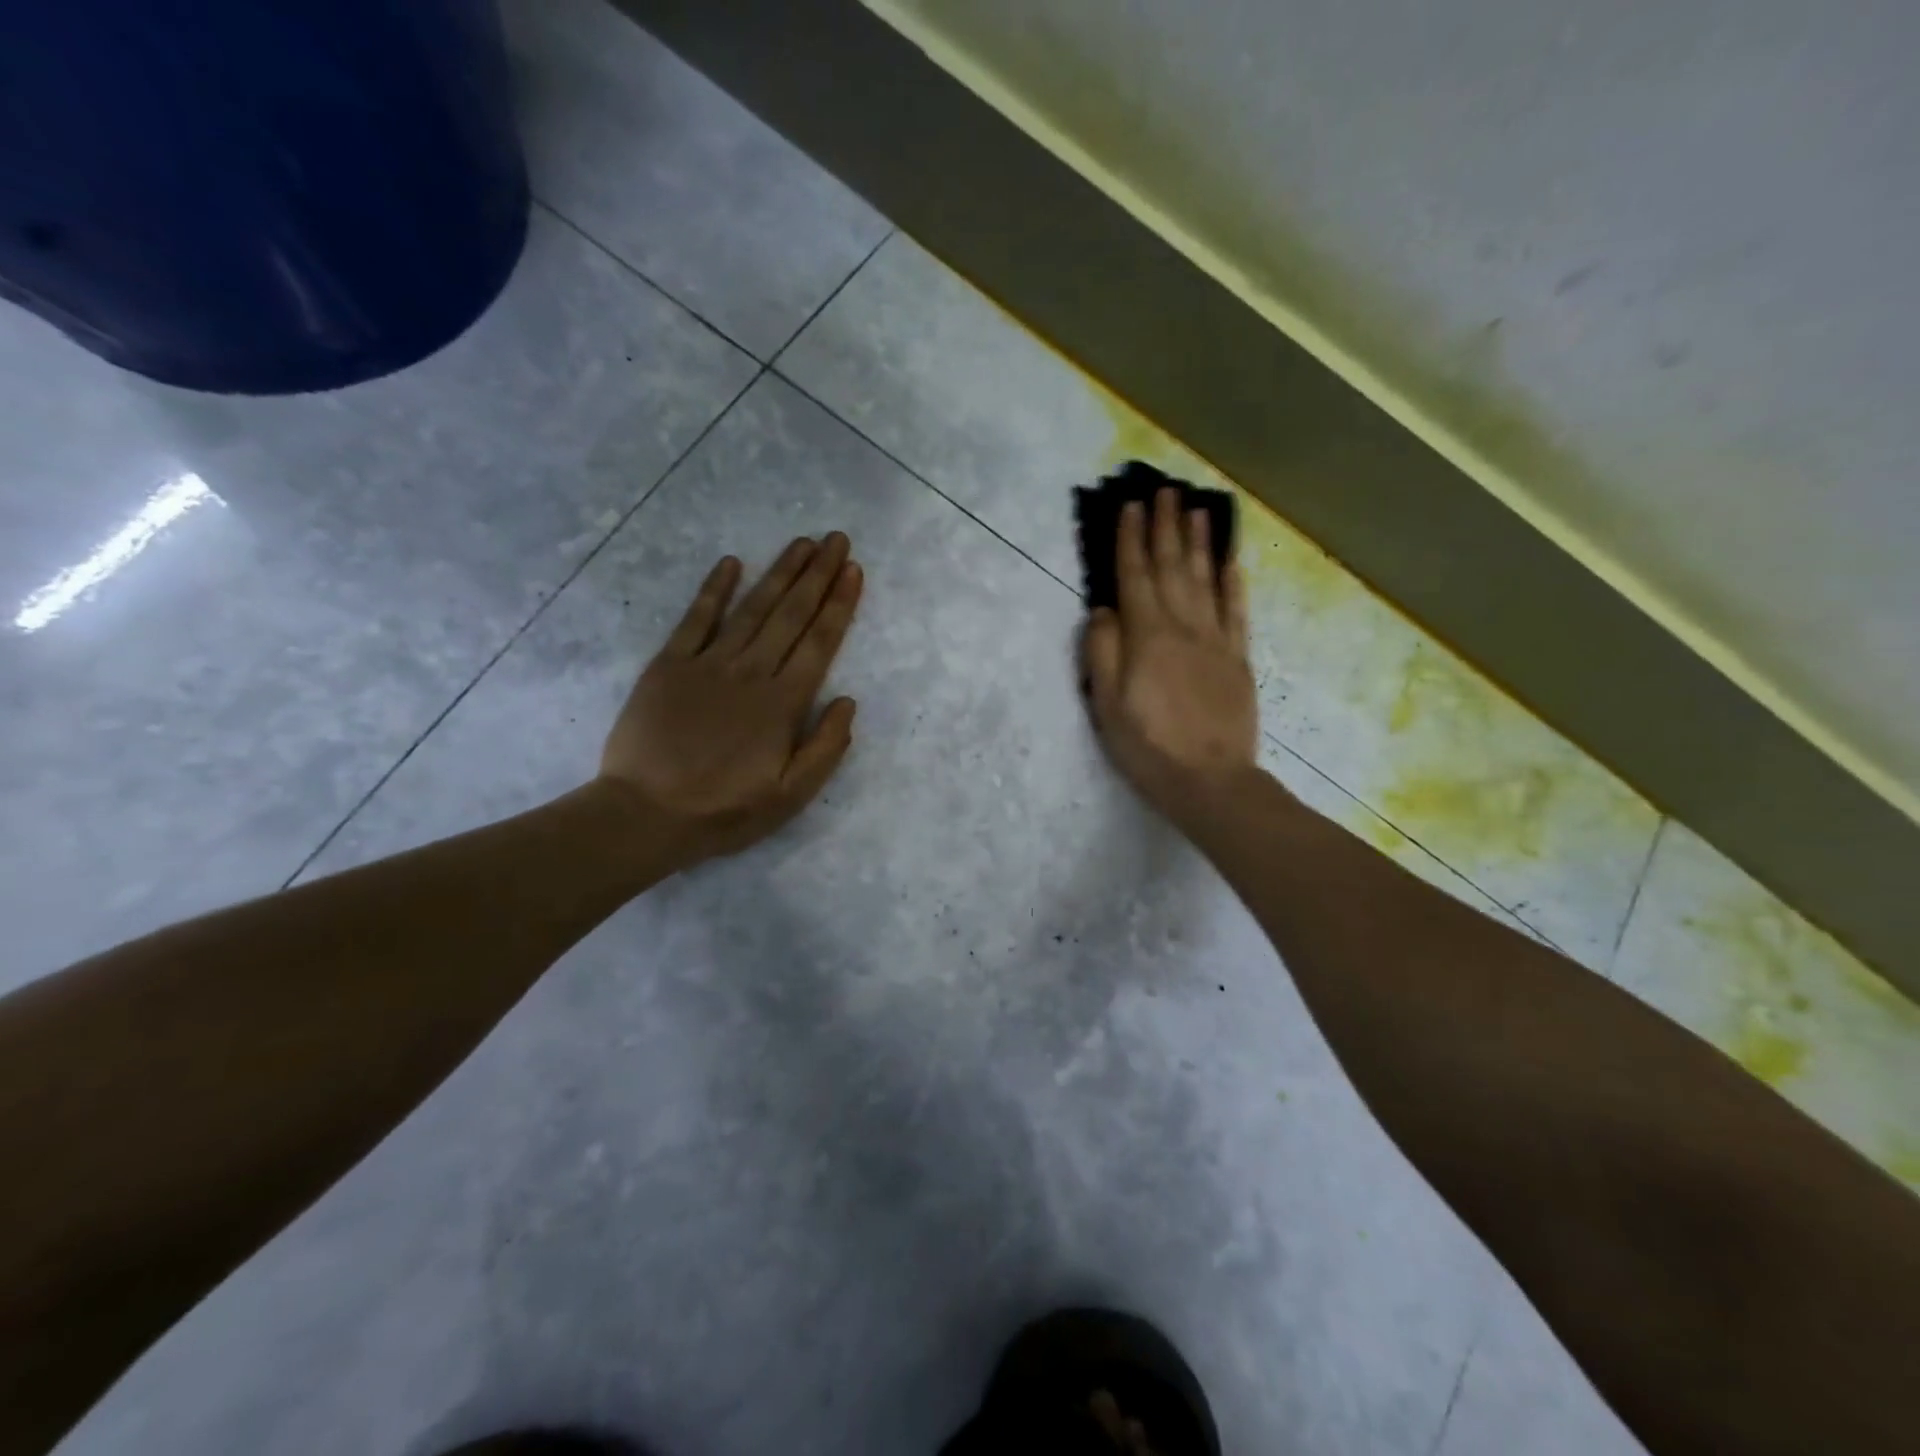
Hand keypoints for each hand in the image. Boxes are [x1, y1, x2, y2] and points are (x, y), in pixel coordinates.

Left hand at [600, 533, 863, 866]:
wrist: (645, 815)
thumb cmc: (725, 811)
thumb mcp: (791, 796)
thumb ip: (826, 748)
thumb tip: (848, 701)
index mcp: (783, 704)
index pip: (819, 643)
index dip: (839, 604)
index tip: (854, 571)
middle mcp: (751, 673)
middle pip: (791, 615)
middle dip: (817, 575)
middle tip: (837, 539)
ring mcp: (707, 664)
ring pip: (752, 609)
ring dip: (779, 573)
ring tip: (802, 542)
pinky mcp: (668, 665)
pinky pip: (695, 619)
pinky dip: (714, 589)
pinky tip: (732, 563)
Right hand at [1082, 489, 1258, 826]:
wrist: (1210, 780)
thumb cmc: (1148, 746)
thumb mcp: (1106, 705)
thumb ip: (1102, 652)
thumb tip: (1104, 610)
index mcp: (1147, 636)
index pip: (1136, 576)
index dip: (1131, 540)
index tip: (1131, 506)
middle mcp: (1183, 627)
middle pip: (1173, 567)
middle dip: (1166, 527)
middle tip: (1164, 491)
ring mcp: (1216, 640)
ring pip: (1207, 579)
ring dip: (1200, 541)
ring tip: (1196, 509)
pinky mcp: (1238, 658)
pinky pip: (1236, 610)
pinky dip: (1232, 581)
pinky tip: (1230, 560)